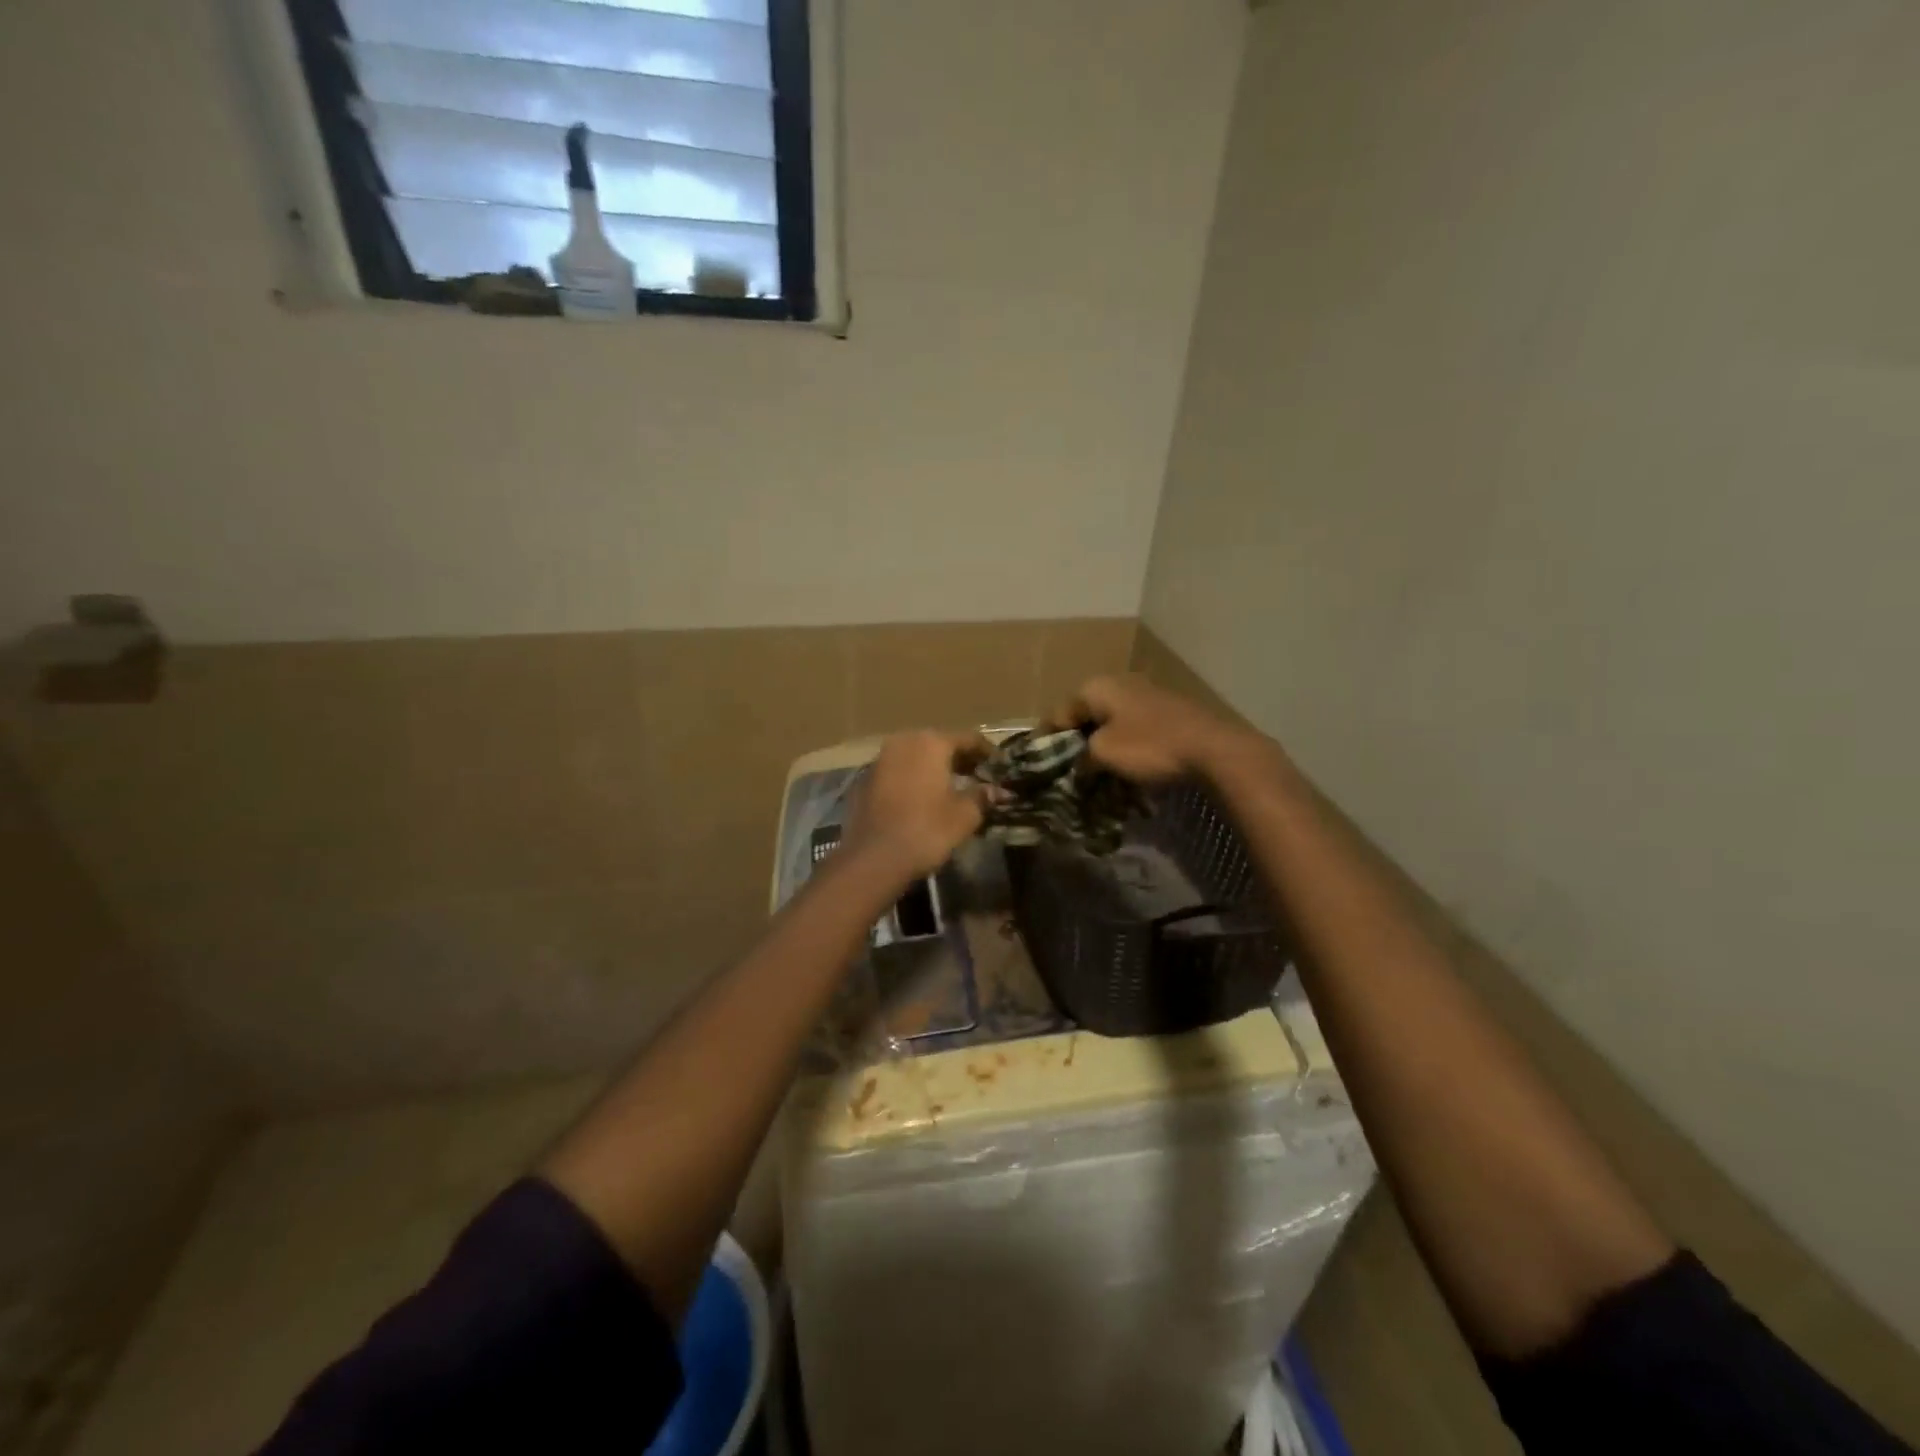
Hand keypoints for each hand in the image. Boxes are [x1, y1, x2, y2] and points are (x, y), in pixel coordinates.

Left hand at [841, 731, 991, 878]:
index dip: (987, 752)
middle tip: (979, 775)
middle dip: (960, 758)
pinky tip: (924, 798)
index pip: (968, 739)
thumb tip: (996, 791)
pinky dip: (914, 779)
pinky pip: (898, 772)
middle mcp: (903, 742)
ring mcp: (880, 759)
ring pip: (916, 756)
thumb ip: (982, 796)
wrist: (873, 858)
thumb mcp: (964, 815)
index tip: (1000, 765)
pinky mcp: (865, 780)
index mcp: (931, 743)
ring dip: (935, 768)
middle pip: (939, 743)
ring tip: (953, 787)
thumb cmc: (926, 830)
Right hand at [1051, 675, 1249, 783]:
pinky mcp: (1167, 711)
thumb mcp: (1104, 754)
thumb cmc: (1150, 746)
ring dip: (1101, 746)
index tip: (1038, 763)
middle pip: (1086, 716)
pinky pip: (1133, 729)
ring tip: (1095, 774)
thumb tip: (1080, 765)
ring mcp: (1146, 694)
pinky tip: (1126, 768)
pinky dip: (1125, 746)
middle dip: (1075, 742)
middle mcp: (1119, 683)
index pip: (1059, 712)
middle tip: (1067, 771)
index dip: (1046, 739)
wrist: (1213, 749)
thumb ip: (1082, 757)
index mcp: (1097, 687)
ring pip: (1111, 723)